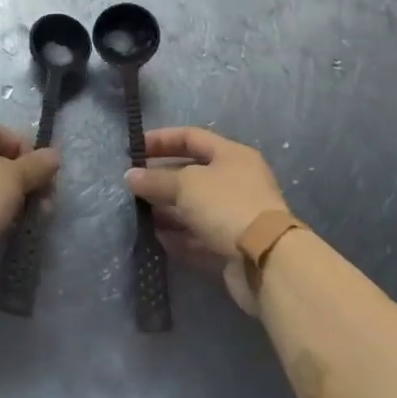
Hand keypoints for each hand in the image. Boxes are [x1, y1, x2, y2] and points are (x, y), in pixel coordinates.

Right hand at [127, 127, 293, 313]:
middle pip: (192, 174)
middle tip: (133, 185)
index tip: (134, 149)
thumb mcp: (186, 185)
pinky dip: (178, 236)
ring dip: (167, 210)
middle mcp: (236, 182)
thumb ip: (156, 180)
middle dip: (161, 179)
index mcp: (232, 155)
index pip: (192, 137)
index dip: (162, 140)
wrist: (266, 260)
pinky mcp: (232, 246)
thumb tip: (130, 176)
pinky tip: (155, 238)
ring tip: (138, 213)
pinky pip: (199, 236)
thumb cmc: (227, 205)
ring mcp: (235, 215)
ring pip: (194, 208)